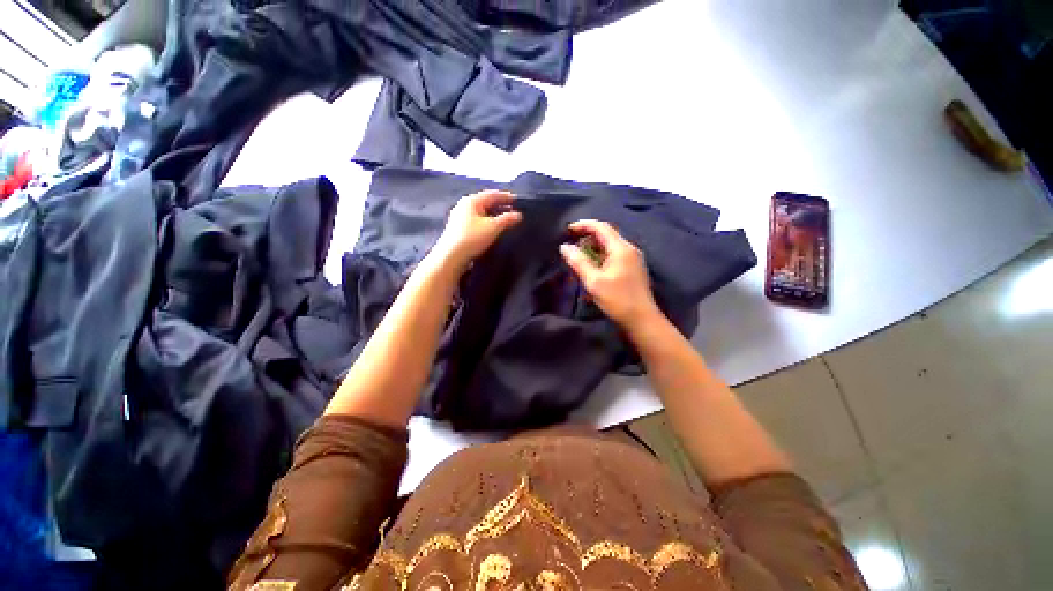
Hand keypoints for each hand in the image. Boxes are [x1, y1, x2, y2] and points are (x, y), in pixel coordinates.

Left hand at [431, 190, 522, 270]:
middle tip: (514, 211)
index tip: (518, 201)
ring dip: (494, 214)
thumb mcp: (493, 227)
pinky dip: (487, 221)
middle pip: (486, 202)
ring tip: (506, 220)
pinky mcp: (459, 228)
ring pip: (481, 212)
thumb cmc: (472, 238)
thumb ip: (507, 219)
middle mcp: (464, 205)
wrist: (451, 256)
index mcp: (472, 200)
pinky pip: (477, 220)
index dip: (506, 197)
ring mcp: (460, 217)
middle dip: (501, 206)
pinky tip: (493, 228)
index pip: (493, 194)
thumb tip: (518, 215)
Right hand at [559, 219, 661, 329]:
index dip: (583, 225)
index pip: (601, 227)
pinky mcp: (633, 269)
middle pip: (607, 234)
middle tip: (572, 242)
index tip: (568, 230)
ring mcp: (633, 259)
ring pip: (610, 245)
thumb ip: (578, 262)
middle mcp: (629, 249)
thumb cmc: (617, 299)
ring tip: (579, 254)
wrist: (642, 319)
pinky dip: (601, 255)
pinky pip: (614, 254)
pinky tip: (593, 265)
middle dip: (588, 235)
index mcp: (621, 249)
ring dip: (594, 246)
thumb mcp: (594, 281)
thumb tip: (565, 247)